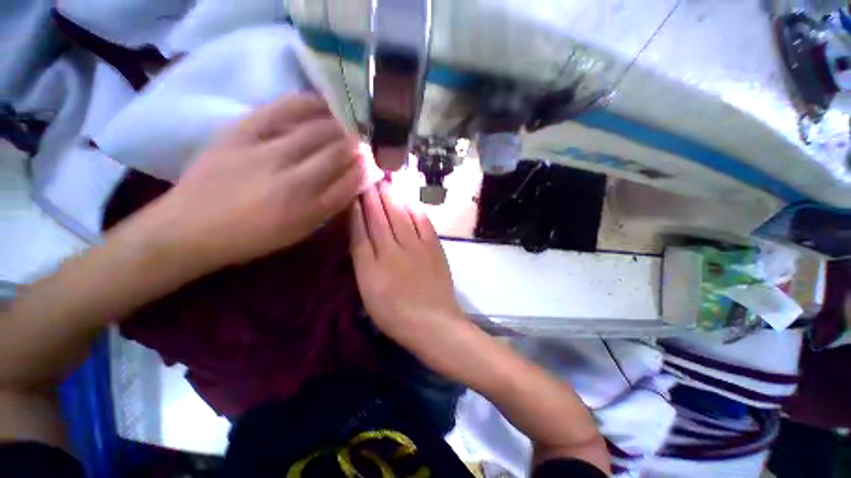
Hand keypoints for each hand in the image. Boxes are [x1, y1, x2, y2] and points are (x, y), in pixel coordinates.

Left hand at [146, 94, 366, 270]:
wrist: (190, 228)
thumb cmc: (252, 238)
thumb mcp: (299, 231)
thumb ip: (330, 207)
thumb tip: (354, 181)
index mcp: (309, 209)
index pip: (351, 181)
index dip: (367, 168)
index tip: (374, 160)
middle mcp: (294, 180)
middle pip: (338, 153)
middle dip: (358, 144)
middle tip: (366, 138)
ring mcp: (266, 153)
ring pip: (318, 131)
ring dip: (341, 125)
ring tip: (351, 121)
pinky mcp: (241, 132)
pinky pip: (282, 110)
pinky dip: (307, 104)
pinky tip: (322, 102)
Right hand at [350, 183, 465, 348]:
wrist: (433, 323)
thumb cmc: (395, 314)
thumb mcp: (368, 292)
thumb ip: (363, 261)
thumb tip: (360, 236)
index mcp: (373, 264)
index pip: (362, 229)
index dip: (357, 209)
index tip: (353, 192)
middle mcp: (393, 250)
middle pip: (381, 218)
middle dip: (374, 196)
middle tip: (369, 176)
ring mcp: (417, 247)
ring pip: (401, 216)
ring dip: (392, 198)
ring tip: (386, 182)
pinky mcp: (434, 249)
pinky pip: (423, 224)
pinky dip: (416, 210)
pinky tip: (410, 201)